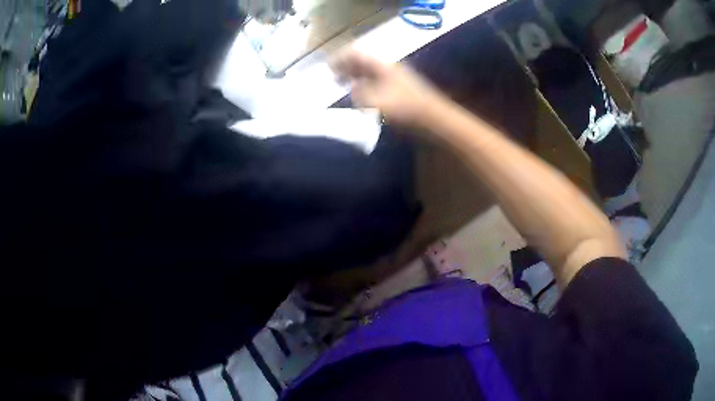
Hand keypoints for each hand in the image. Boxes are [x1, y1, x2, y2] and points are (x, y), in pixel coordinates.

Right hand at [331, 48, 443, 126]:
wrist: (435, 120)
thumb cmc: (406, 109)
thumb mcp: (377, 102)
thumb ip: (360, 95)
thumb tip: (353, 90)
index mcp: (382, 66)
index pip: (357, 55)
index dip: (341, 58)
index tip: (328, 66)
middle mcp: (389, 70)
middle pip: (363, 63)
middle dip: (346, 68)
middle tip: (333, 75)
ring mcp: (396, 81)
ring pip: (370, 74)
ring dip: (355, 78)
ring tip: (344, 86)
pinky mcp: (400, 93)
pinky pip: (377, 85)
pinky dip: (366, 88)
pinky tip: (362, 99)